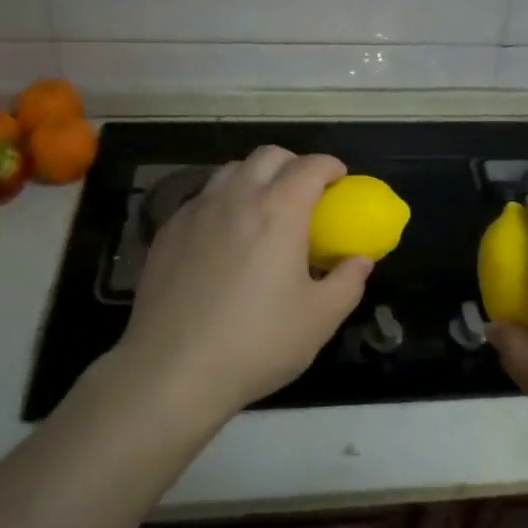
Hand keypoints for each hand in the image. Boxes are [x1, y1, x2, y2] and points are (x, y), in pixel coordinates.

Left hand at [112, 147, 370, 426]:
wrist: (172, 371)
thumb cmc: (257, 344)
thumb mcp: (320, 319)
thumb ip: (348, 282)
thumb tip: (360, 260)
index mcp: (279, 211)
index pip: (310, 166)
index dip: (330, 167)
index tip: (340, 180)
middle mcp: (236, 198)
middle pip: (268, 156)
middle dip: (293, 164)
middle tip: (305, 193)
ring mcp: (196, 212)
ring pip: (231, 171)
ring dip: (255, 177)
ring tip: (264, 210)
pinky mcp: (168, 232)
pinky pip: (202, 198)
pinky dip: (223, 202)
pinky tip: (225, 236)